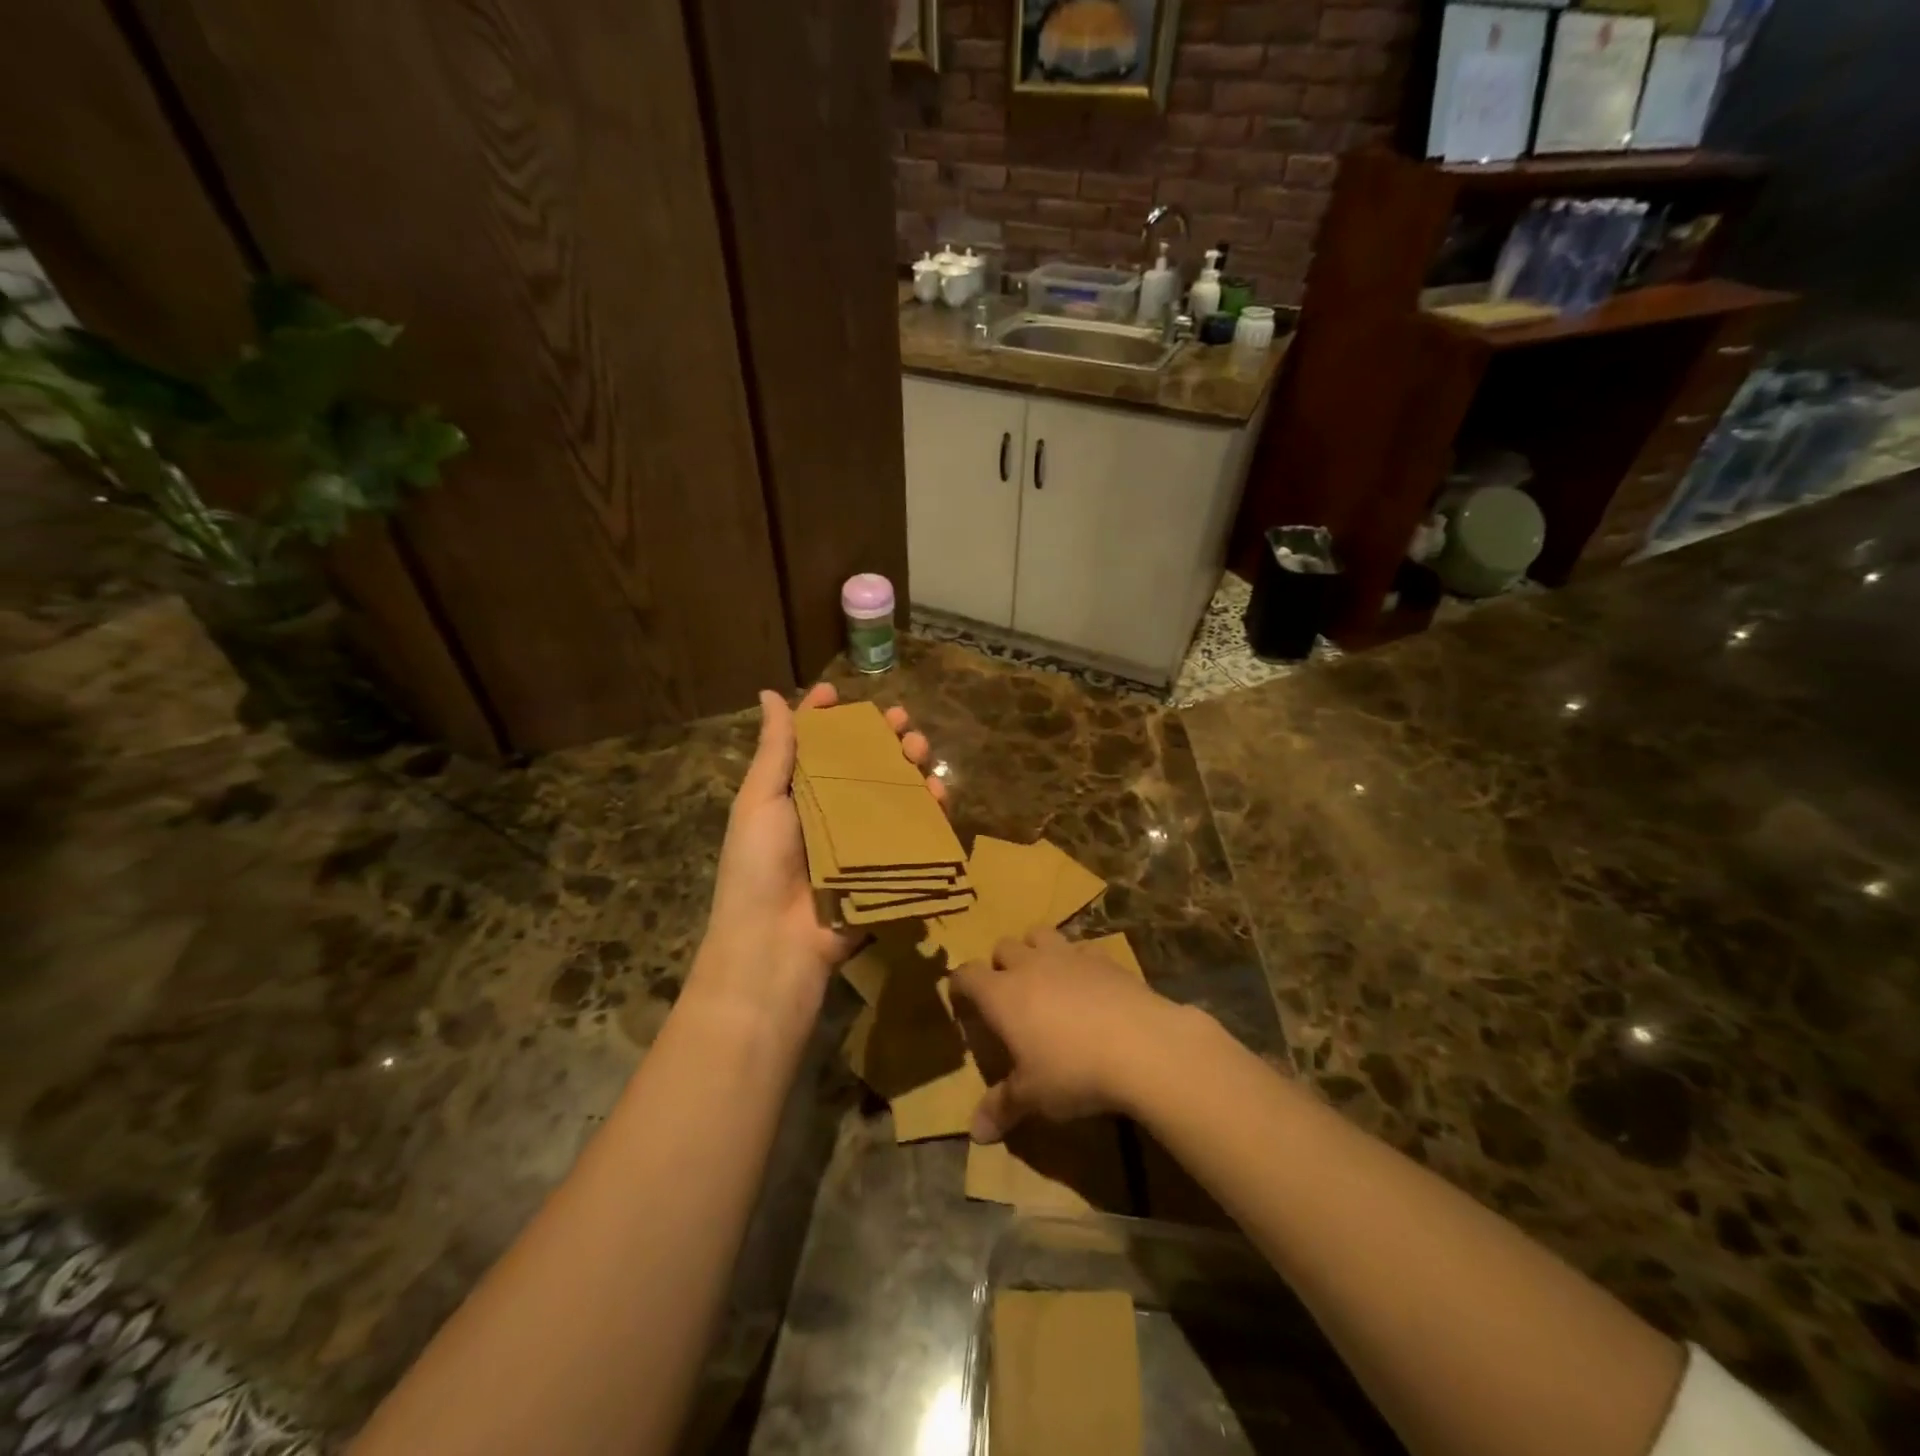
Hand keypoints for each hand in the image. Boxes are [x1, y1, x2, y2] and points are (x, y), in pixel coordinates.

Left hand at [694, 682, 944, 1020]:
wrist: (775, 944)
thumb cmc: (758, 865)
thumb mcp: (759, 801)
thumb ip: (774, 749)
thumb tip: (768, 693)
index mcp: (796, 794)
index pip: (815, 746)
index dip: (827, 718)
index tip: (840, 693)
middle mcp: (830, 812)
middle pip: (862, 765)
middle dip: (882, 738)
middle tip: (901, 721)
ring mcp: (860, 840)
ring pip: (893, 793)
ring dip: (910, 767)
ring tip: (921, 750)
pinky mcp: (886, 866)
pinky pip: (912, 832)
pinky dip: (928, 810)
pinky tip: (937, 792)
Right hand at [950, 928, 1189, 1142]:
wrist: (1141, 1045)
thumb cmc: (1073, 1071)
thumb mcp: (1033, 1097)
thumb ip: (1002, 1107)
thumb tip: (976, 1133)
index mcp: (1001, 994)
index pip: (967, 975)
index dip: (960, 985)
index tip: (962, 1000)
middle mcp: (1029, 965)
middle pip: (1003, 947)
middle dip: (1000, 964)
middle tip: (1008, 994)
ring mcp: (1068, 955)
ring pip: (1039, 934)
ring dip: (1035, 949)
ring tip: (1044, 976)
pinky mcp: (1103, 957)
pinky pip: (1081, 948)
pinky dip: (1077, 960)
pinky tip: (1088, 984)